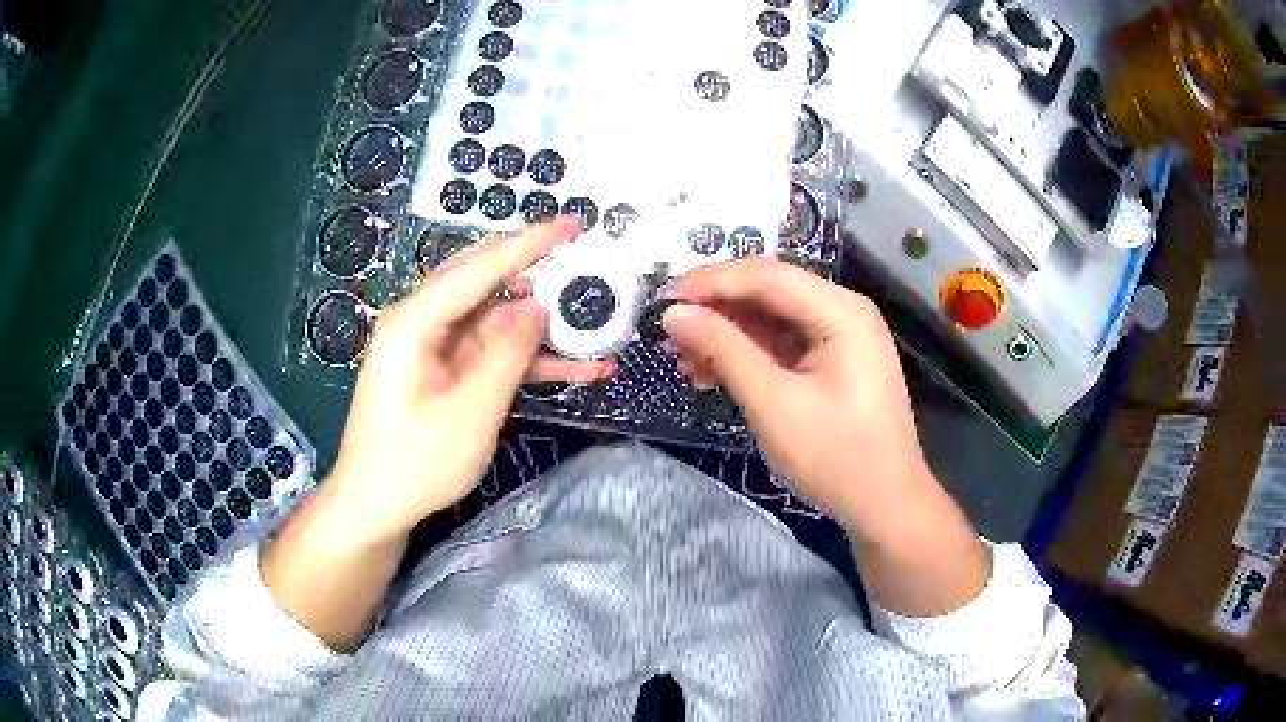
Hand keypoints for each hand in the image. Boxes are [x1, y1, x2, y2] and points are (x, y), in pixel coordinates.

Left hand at [322, 218, 612, 545]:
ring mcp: (435, 349)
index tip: (573, 223)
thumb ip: (506, 353)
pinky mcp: (446, 374)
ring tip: (597, 325)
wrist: (376, 507)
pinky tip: (577, 369)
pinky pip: (492, 355)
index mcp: (416, 320)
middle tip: (589, 266)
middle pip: (488, 285)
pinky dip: (529, 362)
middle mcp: (423, 323)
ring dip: (543, 330)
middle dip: (540, 277)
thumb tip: (537, 306)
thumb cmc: (414, 463)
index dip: (529, 243)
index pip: (479, 267)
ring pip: (497, 323)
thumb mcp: (469, 411)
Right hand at [662, 259, 929, 527]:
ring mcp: (841, 336)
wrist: (885, 505)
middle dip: (717, 310)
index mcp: (840, 311)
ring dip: (727, 335)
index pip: (766, 276)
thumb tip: (674, 315)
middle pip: (769, 293)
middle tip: (669, 330)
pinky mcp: (834, 362)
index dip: (711, 282)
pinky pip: (783, 345)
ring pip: (772, 320)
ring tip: (683, 359)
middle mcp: (843, 311)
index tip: (663, 297)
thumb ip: (723, 351)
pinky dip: (748, 355)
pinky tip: (712, 372)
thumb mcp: (773, 403)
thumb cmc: (835, 457)